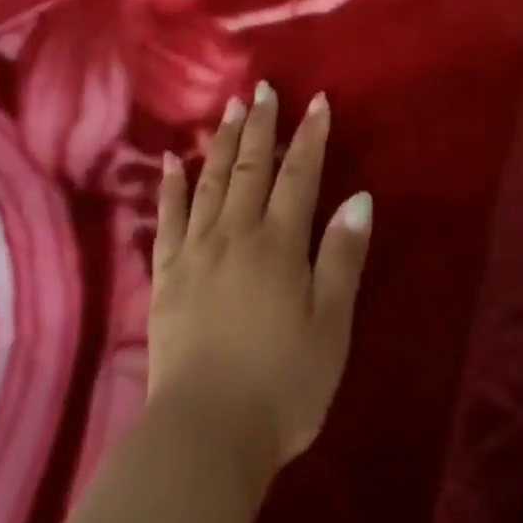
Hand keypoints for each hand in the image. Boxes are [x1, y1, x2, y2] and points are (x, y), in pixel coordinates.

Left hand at [148, 84, 372, 488]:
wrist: (206, 433)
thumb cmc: (282, 385)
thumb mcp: (330, 327)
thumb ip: (342, 258)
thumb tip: (358, 197)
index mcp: (278, 244)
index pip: (299, 175)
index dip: (310, 136)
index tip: (317, 101)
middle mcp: (235, 233)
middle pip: (250, 167)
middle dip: (260, 125)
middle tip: (262, 89)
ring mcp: (195, 250)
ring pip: (210, 181)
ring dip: (221, 142)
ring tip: (228, 108)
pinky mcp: (165, 274)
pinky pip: (166, 218)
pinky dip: (170, 186)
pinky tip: (170, 161)